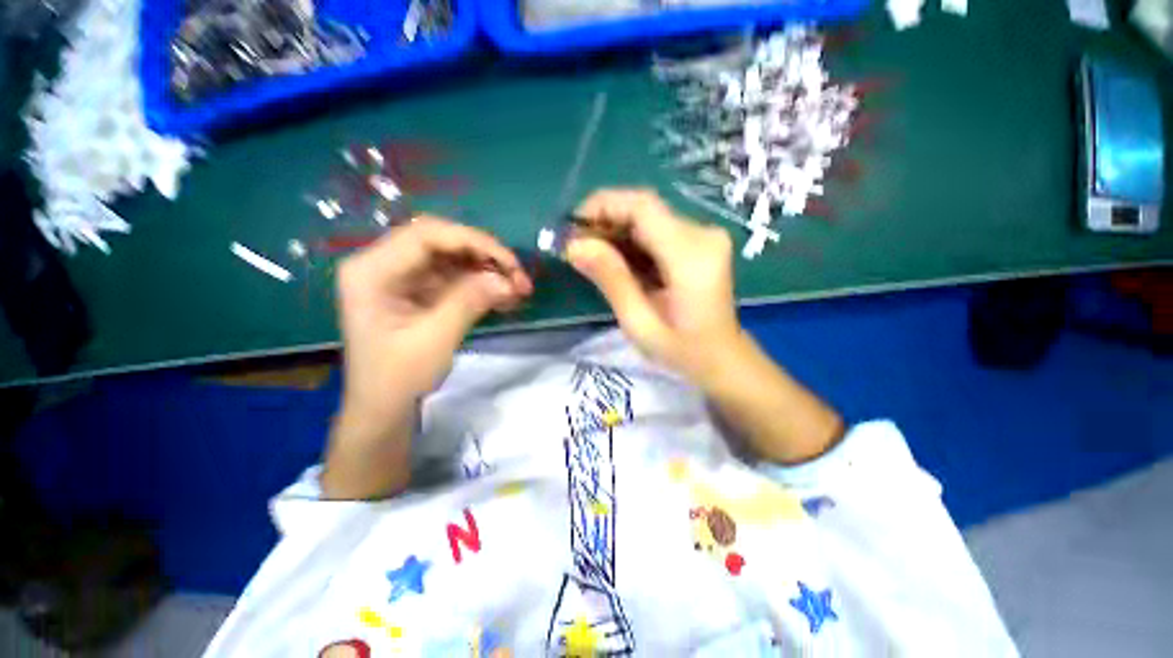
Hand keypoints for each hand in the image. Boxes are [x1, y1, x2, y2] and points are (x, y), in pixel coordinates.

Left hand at [335, 216, 531, 420]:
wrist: (383, 408)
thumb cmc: (398, 379)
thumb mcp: (435, 340)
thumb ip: (469, 302)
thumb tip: (506, 279)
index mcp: (372, 270)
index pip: (427, 235)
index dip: (474, 242)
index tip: (511, 263)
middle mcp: (384, 264)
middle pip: (442, 241)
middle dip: (485, 256)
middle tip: (519, 278)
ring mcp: (402, 276)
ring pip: (453, 257)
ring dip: (488, 270)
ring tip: (518, 290)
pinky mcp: (418, 290)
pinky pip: (455, 276)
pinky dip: (481, 284)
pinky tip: (504, 296)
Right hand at [566, 188, 741, 386]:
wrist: (722, 358)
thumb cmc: (682, 351)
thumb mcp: (639, 323)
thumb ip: (611, 279)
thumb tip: (574, 245)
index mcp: (691, 256)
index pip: (643, 207)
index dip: (603, 206)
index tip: (572, 229)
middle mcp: (703, 234)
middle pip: (645, 208)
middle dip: (605, 221)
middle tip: (577, 248)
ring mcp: (705, 236)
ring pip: (649, 217)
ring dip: (616, 231)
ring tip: (592, 256)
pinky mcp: (700, 242)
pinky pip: (658, 230)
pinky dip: (632, 241)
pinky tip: (617, 261)